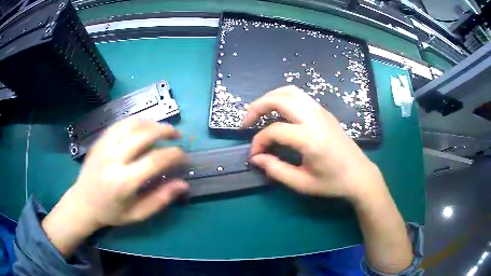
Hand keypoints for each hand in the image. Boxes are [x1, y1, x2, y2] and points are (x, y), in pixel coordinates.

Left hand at [42, 117, 187, 255]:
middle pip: (144, 135)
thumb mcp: (137, 214)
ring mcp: (104, 146)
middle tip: (177, 135)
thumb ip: (160, 199)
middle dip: (165, 131)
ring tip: (162, 128)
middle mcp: (113, 159)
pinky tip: (143, 125)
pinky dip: (135, 121)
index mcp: (123, 181)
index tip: (183, 156)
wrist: (83, 203)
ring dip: (151, 123)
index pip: (154, 160)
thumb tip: (183, 185)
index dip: (173, 155)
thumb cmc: (111, 212)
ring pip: (132, 124)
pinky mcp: (99, 141)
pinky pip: (120, 124)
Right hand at [244, 86, 413, 273]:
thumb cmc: (333, 182)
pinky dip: (283, 99)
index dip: (259, 142)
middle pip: (280, 98)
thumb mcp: (302, 183)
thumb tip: (257, 158)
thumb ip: (276, 170)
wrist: (360, 175)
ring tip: (259, 113)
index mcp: (311, 138)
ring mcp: (321, 111)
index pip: (274, 131)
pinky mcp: (324, 112)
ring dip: (270, 98)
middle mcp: (315, 118)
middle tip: (246, 122)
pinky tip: (279, 113)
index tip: (255, 155)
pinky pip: (299, 96)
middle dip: (257, 107)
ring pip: (290, 91)